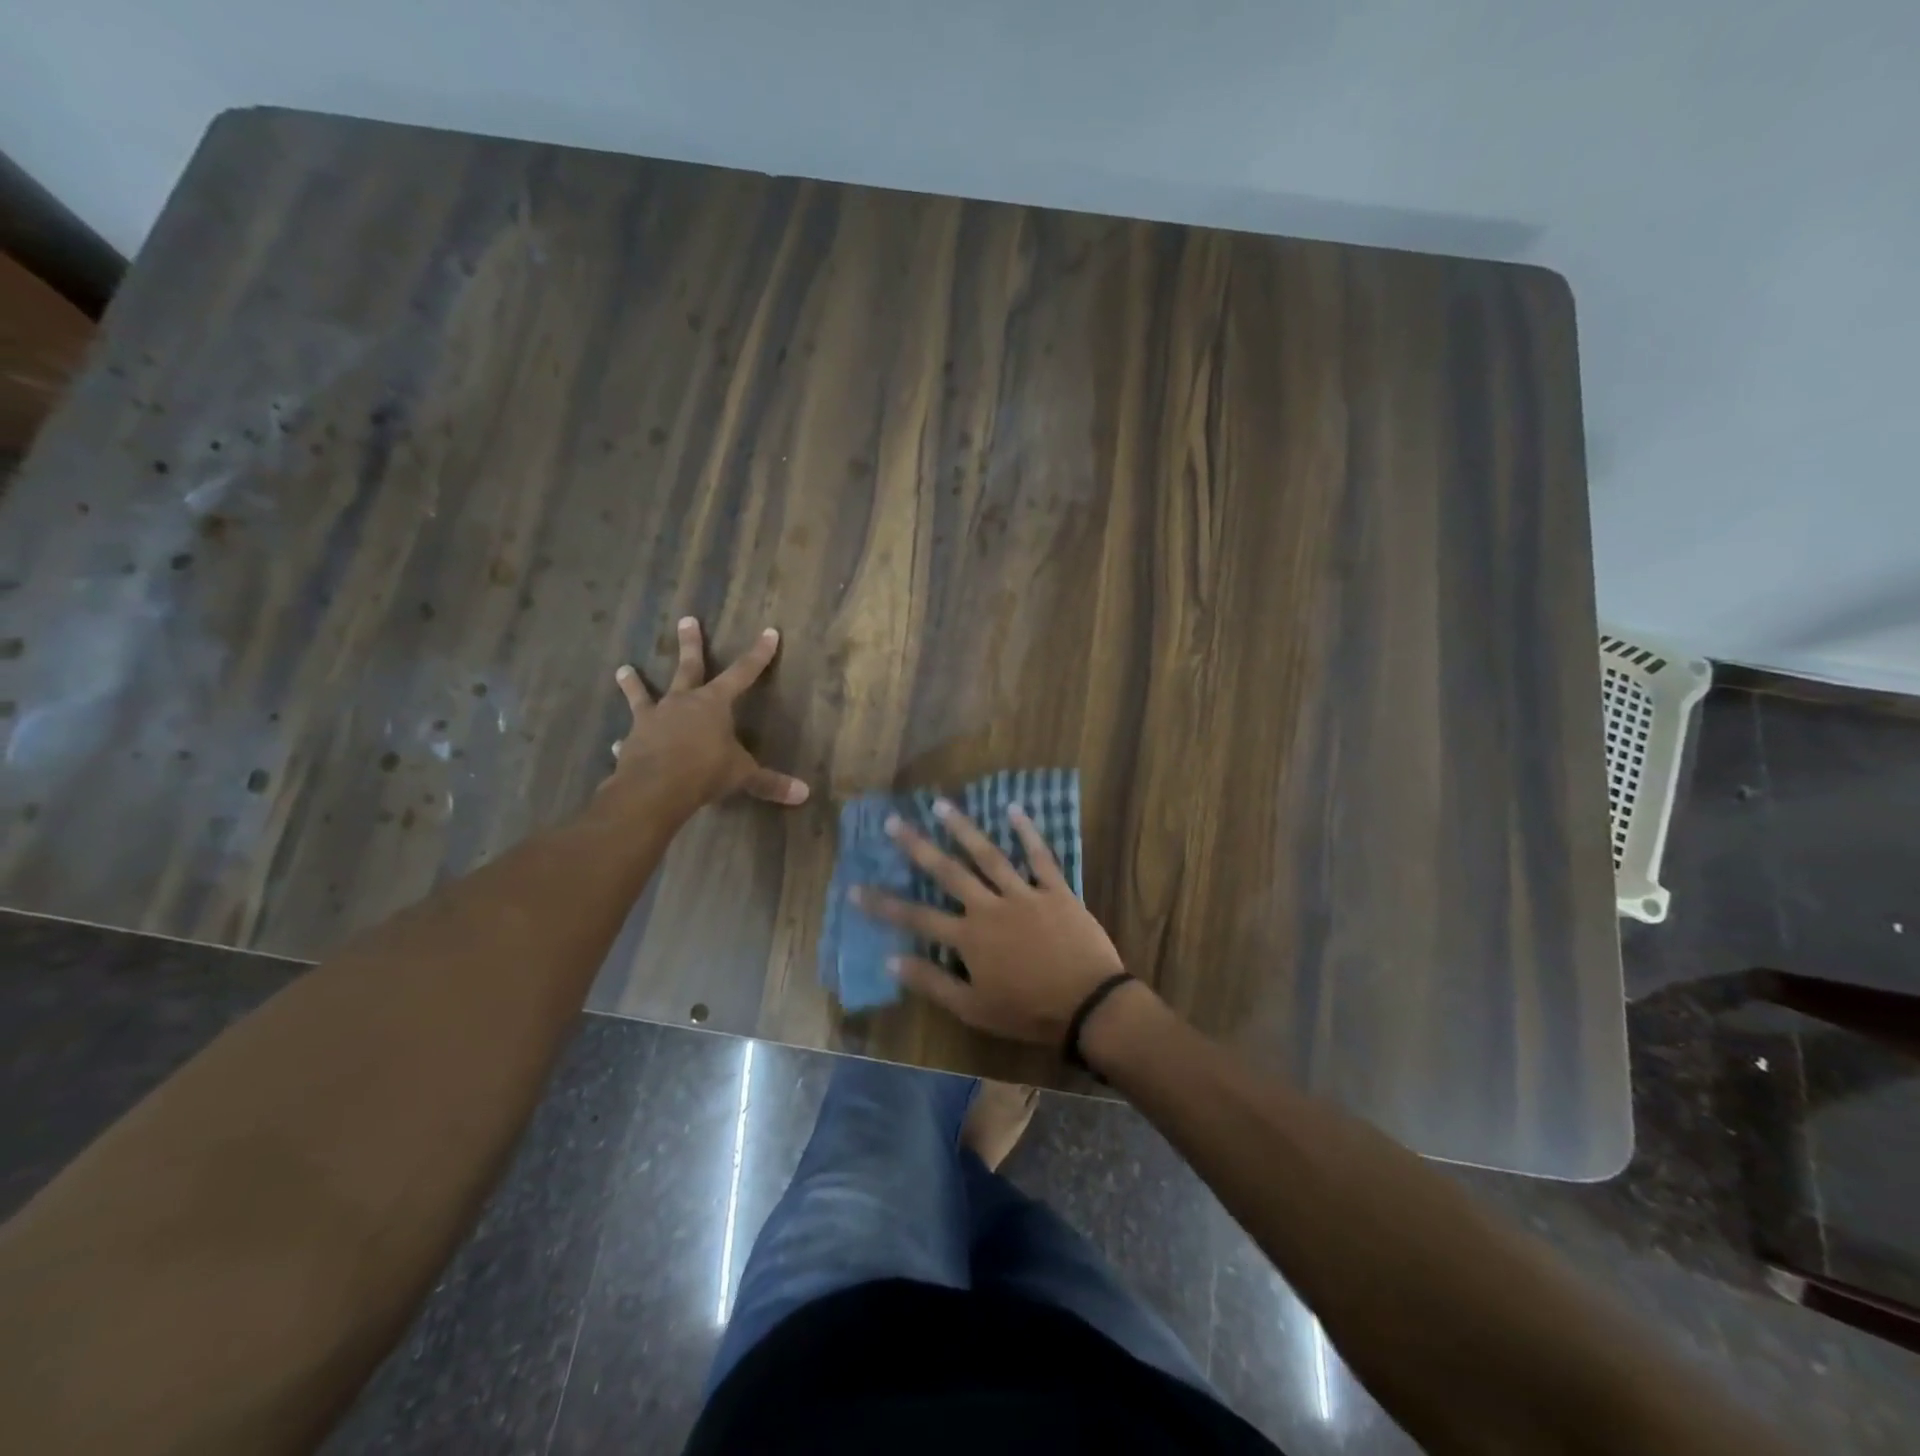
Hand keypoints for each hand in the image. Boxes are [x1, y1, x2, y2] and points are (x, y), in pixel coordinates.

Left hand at [606, 617, 809, 811]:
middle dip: (690, 644)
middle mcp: (682, 702)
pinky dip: (626, 741)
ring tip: (624, 669)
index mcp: (714, 703)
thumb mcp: (743, 776)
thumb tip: (804, 794)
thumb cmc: (705, 772)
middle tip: (686, 620)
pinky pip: (630, 737)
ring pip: (644, 695)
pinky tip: (617, 744)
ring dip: (634, 683)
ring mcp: (653, 719)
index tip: (769, 632)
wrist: (654, 788)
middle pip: (688, 667)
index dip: (759, 654)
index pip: (743, 673)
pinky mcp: (632, 741)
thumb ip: (770, 783)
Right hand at [852, 800, 1125, 1045]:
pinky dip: (1028, 832)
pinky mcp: (1055, 890)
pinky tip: (1014, 809)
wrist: (1088, 1004)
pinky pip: (1040, 856)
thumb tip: (890, 961)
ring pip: (988, 855)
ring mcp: (1024, 894)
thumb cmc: (1028, 1011)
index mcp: (969, 938)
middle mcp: (990, 907)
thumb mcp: (973, 1008)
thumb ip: (932, 983)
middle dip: (918, 847)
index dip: (883, 905)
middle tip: (894, 822)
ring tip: (942, 805)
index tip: (855, 888)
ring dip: (963, 829)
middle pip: (948, 872)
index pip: (917, 919)